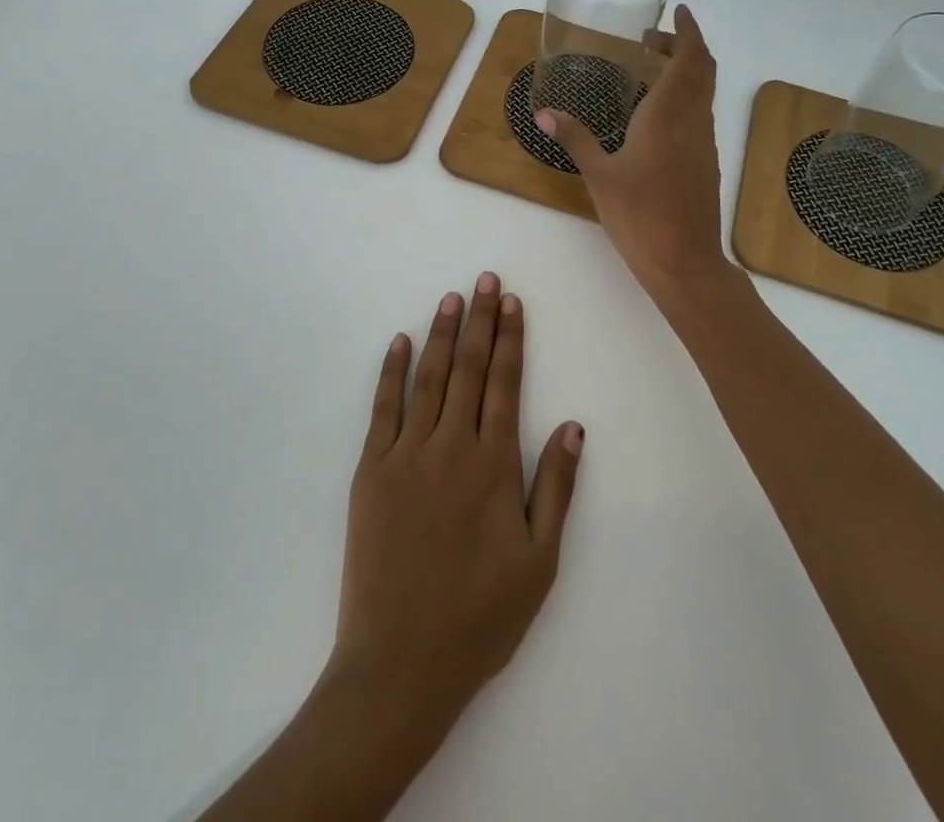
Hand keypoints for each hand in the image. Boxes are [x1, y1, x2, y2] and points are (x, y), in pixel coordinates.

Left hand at [329, 274, 584, 738]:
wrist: (399, 664)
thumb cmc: (479, 617)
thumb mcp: (538, 561)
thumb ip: (555, 487)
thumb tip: (571, 425)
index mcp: (493, 465)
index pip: (505, 384)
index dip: (510, 339)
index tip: (512, 302)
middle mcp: (451, 446)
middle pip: (468, 369)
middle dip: (479, 320)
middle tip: (485, 279)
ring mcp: (406, 454)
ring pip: (429, 378)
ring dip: (441, 333)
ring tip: (451, 297)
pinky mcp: (371, 470)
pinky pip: (383, 408)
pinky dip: (391, 371)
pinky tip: (399, 342)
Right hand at [536, 5, 729, 305]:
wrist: (685, 262)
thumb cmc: (640, 215)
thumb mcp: (599, 175)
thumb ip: (575, 138)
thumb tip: (544, 112)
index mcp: (668, 115)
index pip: (690, 59)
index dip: (688, 30)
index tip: (678, 11)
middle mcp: (692, 121)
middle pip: (703, 69)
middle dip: (685, 45)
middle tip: (654, 38)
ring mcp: (703, 142)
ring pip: (704, 92)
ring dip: (686, 71)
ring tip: (651, 68)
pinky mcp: (705, 162)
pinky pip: (699, 114)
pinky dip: (684, 97)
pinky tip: (656, 113)